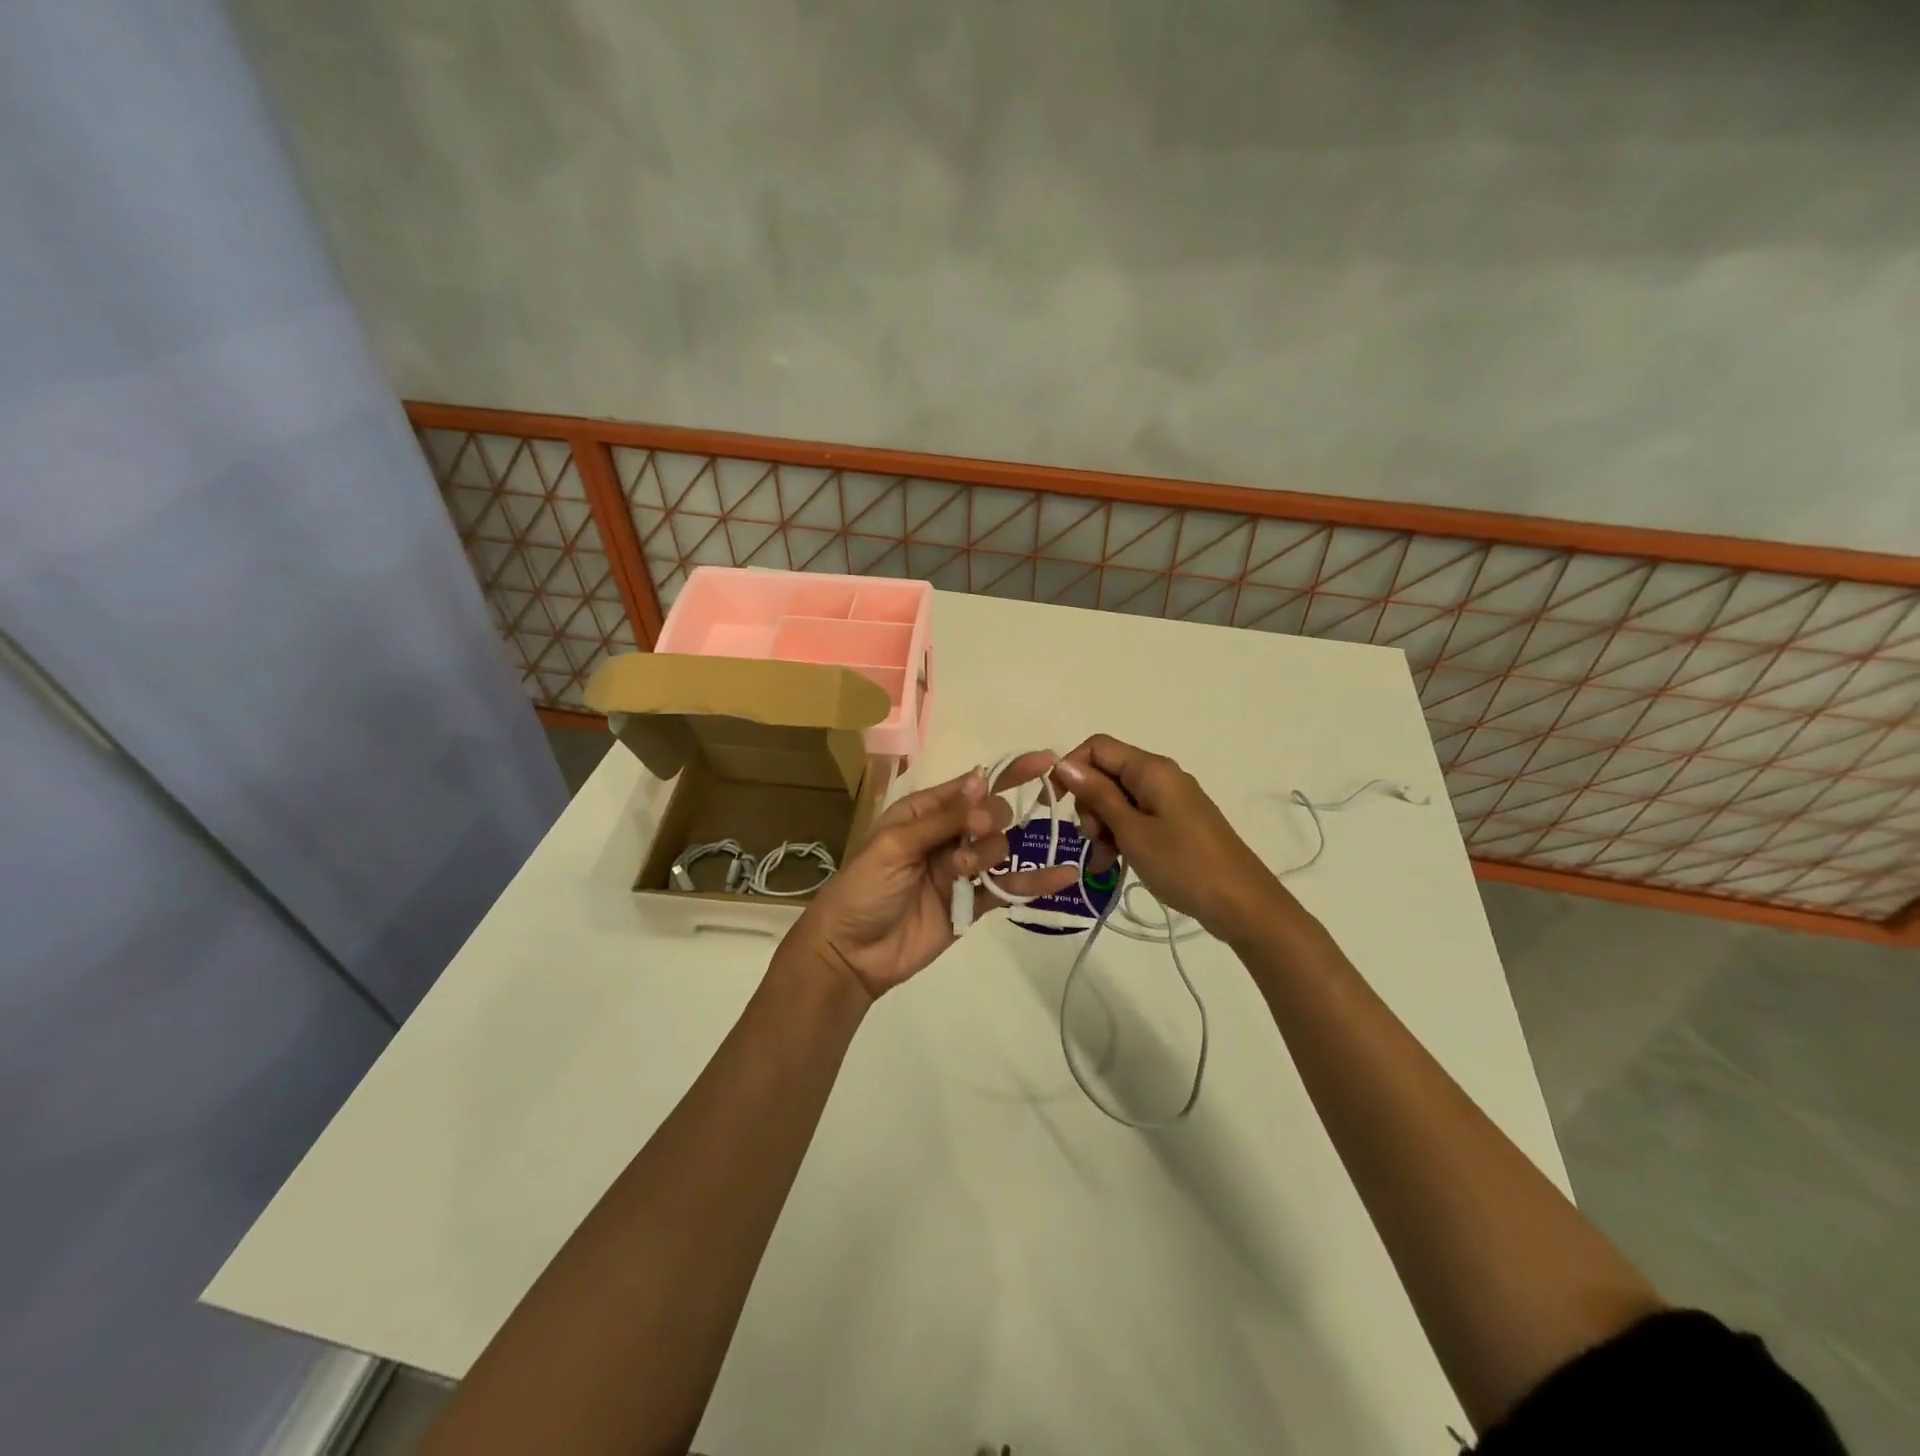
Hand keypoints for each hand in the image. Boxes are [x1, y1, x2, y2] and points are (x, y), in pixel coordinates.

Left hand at [788, 755, 1079, 1000]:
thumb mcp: (896, 844)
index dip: (1008, 772)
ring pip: (1000, 849)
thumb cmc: (864, 888)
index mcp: (924, 812)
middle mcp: (947, 835)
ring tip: (962, 872)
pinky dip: (1035, 882)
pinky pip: (1009, 887)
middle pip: (992, 815)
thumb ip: (943, 818)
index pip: (972, 786)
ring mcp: (962, 870)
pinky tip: (1063, 874)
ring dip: (990, 854)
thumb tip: (982, 780)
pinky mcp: (973, 903)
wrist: (852, 953)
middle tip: (974, 834)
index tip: (1045, 762)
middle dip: (990, 820)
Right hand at [1053, 734, 1291, 944]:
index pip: (1097, 747)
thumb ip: (1098, 795)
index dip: (1071, 768)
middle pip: (1106, 774)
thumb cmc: (1184, 864)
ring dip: (1102, 827)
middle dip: (1089, 805)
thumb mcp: (1132, 831)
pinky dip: (1121, 836)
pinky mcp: (1175, 823)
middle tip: (1093, 839)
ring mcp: (1169, 801)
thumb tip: (1065, 764)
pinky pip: (1136, 819)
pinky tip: (1114, 864)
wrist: (1242, 904)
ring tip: (1104, 861)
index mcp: (1151, 770)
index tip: (1055, 802)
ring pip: (1118, 800)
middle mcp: (1160, 776)